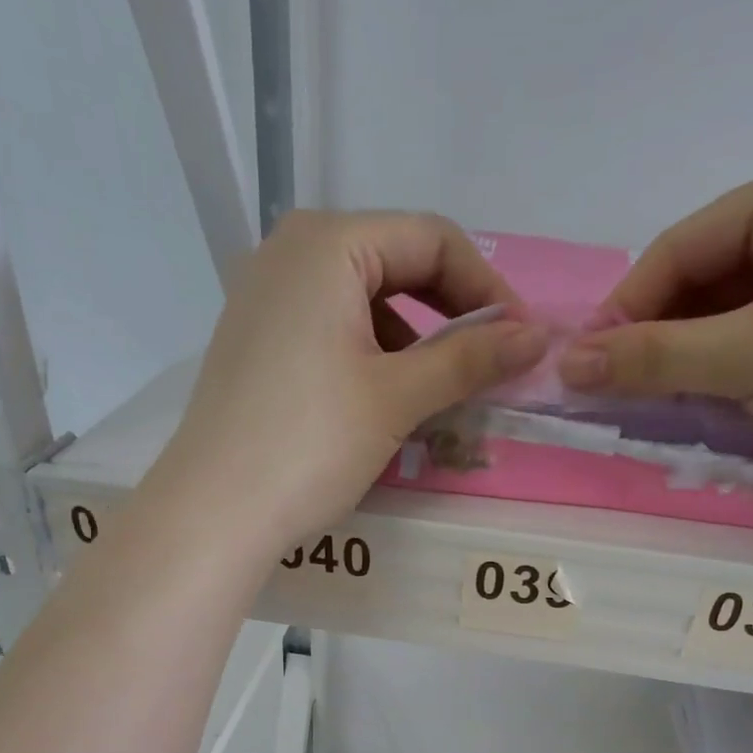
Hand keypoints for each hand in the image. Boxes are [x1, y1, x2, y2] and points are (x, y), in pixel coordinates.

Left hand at [147, 210, 545, 559]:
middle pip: (395, 265)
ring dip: (412, 345)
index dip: (486, 287)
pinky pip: (330, 332)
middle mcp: (289, 253)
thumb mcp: (397, 398)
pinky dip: (371, 360)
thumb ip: (469, 359)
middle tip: (485, 369)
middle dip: (449, 316)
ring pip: (363, 304)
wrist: (215, 513)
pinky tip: (384, 406)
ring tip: (438, 398)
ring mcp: (264, 299)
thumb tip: (538, 336)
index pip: (431, 239)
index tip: (519, 342)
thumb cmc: (309, 444)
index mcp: (326, 244)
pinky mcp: (255, 344)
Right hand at [558, 143, 752, 505]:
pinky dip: (728, 382)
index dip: (626, 309)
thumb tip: (562, 366)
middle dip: (660, 342)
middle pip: (708, 282)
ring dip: (690, 369)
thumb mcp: (746, 357)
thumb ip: (649, 359)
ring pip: (733, 322)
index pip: (685, 246)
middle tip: (614, 397)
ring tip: (656, 412)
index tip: (582, 368)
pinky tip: (707, 414)